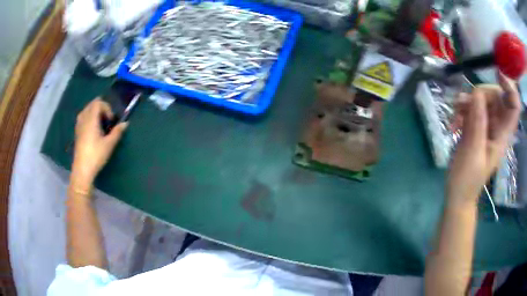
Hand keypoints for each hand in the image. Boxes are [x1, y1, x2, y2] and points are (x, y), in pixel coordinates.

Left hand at [71, 98, 127, 192]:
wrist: (82, 170)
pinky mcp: (77, 132)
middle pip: (92, 104)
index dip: (107, 107)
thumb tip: (125, 123)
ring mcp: (79, 125)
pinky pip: (82, 117)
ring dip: (94, 112)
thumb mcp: (109, 145)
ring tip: (100, 122)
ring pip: (86, 110)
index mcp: (91, 120)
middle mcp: (84, 119)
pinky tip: (93, 128)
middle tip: (107, 119)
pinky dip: (88, 117)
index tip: (111, 120)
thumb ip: (117, 132)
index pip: (98, 103)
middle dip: (101, 108)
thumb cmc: (96, 156)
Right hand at [448, 72, 521, 205]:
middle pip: (497, 96)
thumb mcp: (473, 151)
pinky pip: (472, 107)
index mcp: (503, 134)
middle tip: (465, 102)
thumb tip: (478, 93)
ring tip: (455, 114)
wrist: (458, 192)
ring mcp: (487, 125)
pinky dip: (461, 110)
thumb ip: (478, 122)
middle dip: (481, 93)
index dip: (509, 87)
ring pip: (482, 99)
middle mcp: (498, 126)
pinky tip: (453, 122)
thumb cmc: (467, 179)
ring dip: (467, 101)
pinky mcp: (477, 126)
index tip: (497, 75)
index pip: (514, 105)